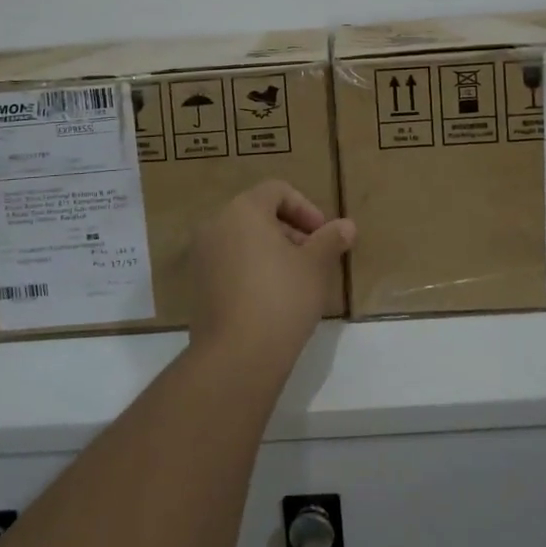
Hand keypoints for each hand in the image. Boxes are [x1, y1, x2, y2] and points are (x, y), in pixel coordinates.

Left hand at [188, 181, 355, 373]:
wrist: (237, 356)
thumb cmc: (282, 298)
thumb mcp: (316, 266)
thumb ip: (331, 239)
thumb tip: (347, 226)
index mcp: (243, 210)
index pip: (277, 191)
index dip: (306, 208)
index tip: (324, 235)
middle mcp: (216, 225)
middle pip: (259, 214)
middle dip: (291, 231)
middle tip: (315, 258)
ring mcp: (202, 256)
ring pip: (244, 239)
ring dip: (273, 251)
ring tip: (297, 280)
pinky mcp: (198, 285)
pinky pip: (230, 263)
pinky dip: (253, 269)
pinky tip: (273, 298)